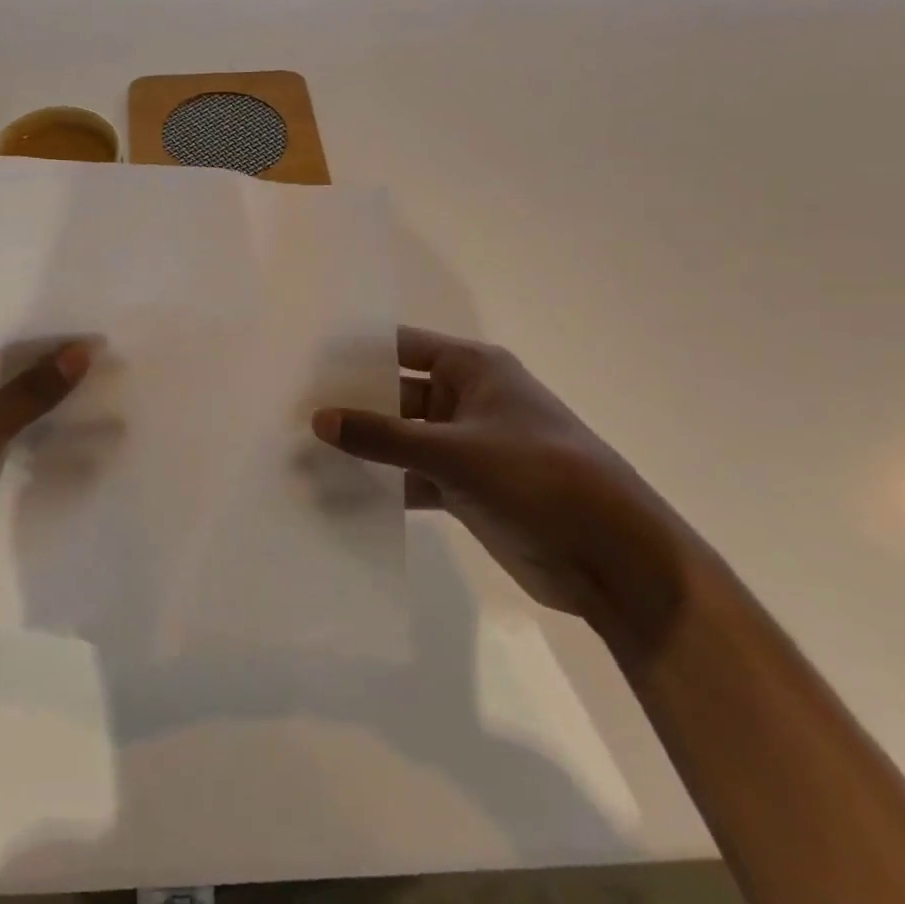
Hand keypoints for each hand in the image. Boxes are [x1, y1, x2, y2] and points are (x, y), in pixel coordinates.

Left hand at [0, 333, 90, 624]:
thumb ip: (30, 392)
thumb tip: (85, 348)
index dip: (40, 343)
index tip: (94, 337)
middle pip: (3, 381)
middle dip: (51, 379)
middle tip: (114, 365)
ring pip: (11, 419)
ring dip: (50, 415)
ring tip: (113, 397)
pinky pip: (12, 453)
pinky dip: (42, 448)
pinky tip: (90, 440)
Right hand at [313, 327, 700, 649]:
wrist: (612, 557)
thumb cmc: (540, 478)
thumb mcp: (456, 452)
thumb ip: (384, 437)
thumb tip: (318, 419)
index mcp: (473, 370)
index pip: (401, 346)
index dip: (357, 353)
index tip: (304, 361)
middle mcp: (466, 400)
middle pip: (395, 393)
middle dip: (351, 405)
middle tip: (291, 412)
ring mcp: (466, 446)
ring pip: (401, 439)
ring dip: (363, 449)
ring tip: (303, 455)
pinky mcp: (466, 489)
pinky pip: (412, 478)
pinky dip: (384, 485)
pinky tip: (340, 495)